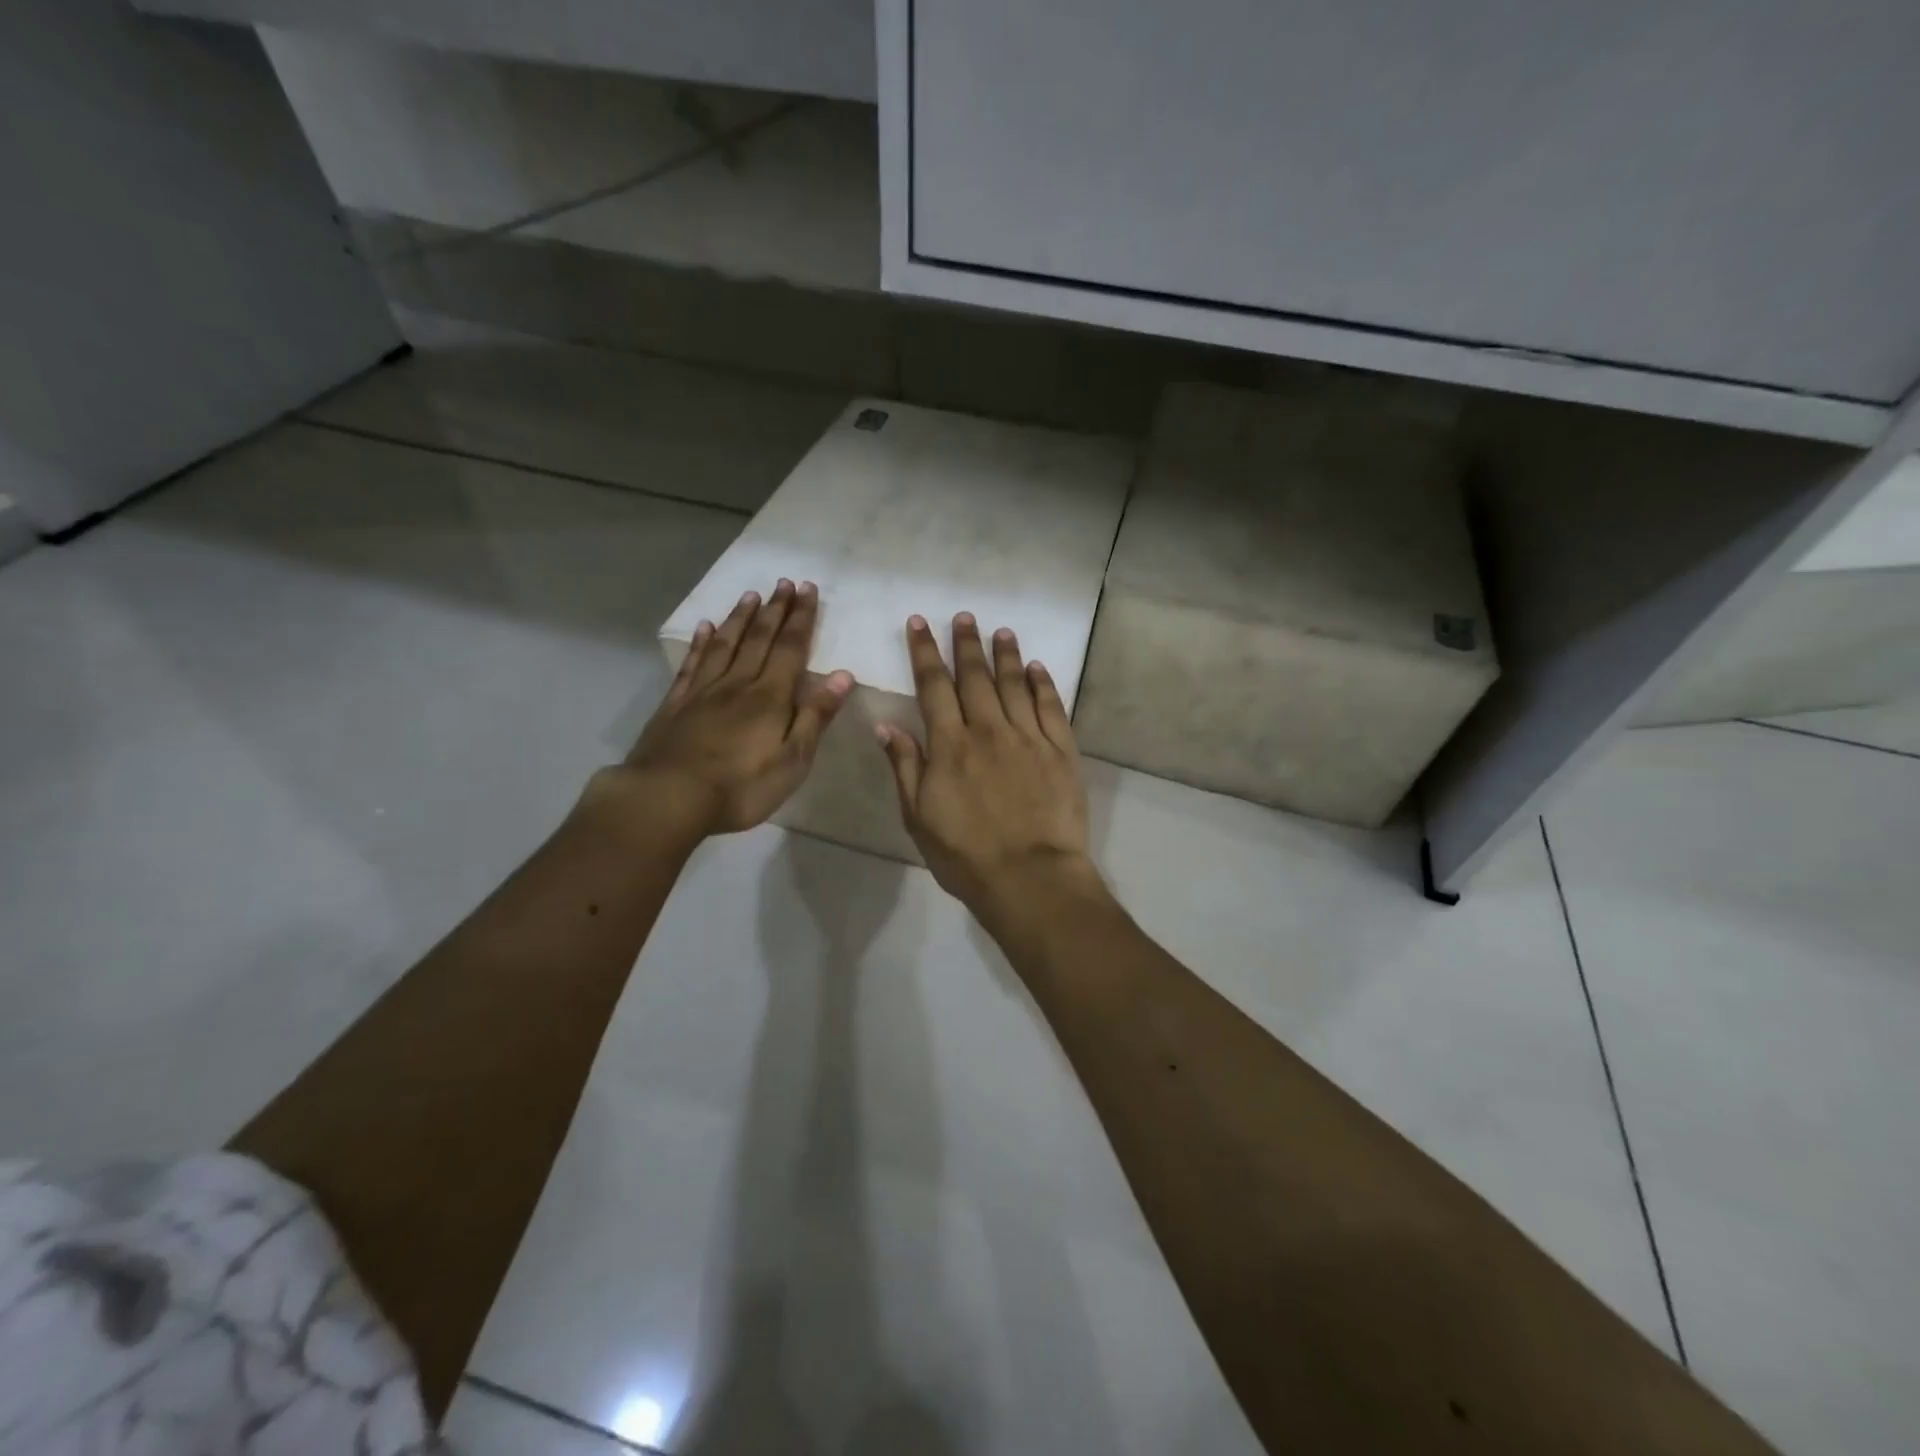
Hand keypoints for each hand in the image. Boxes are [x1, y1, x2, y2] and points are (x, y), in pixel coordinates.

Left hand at [620, 579, 852, 837]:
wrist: (668, 798)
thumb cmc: (741, 786)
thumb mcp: (793, 760)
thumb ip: (816, 716)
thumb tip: (843, 676)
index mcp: (770, 697)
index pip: (790, 648)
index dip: (801, 619)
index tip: (808, 589)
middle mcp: (738, 684)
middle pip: (759, 639)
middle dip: (775, 610)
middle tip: (784, 583)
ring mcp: (702, 691)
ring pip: (725, 644)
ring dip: (740, 619)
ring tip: (751, 595)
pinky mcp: (676, 705)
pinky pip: (691, 665)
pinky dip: (699, 643)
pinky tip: (703, 628)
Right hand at [877, 612, 1101, 921]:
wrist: (1030, 877)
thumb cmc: (966, 855)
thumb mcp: (919, 818)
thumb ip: (906, 767)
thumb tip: (887, 725)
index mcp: (950, 745)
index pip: (934, 686)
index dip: (925, 652)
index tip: (920, 623)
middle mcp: (988, 730)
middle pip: (975, 677)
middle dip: (967, 643)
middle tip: (964, 616)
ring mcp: (1028, 737)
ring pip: (1015, 684)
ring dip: (1006, 655)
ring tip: (1001, 631)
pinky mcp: (1061, 751)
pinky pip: (1051, 707)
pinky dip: (1043, 684)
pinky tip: (1038, 669)